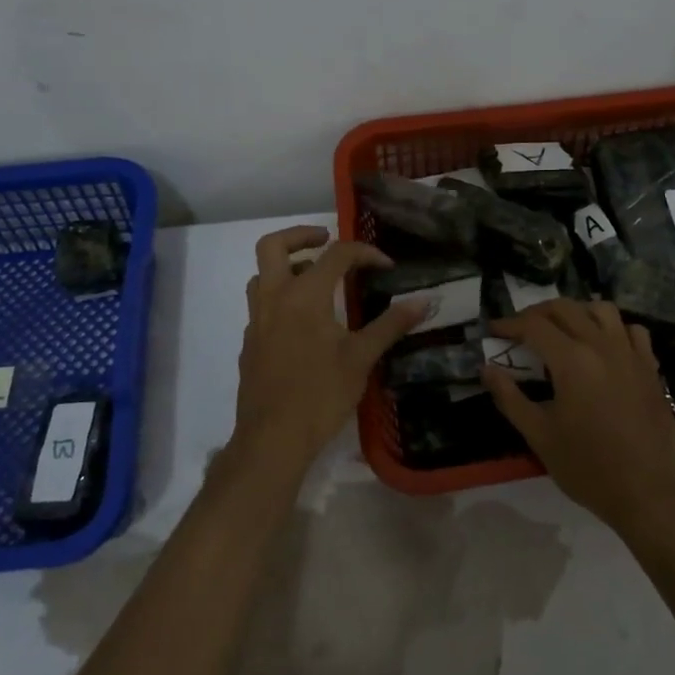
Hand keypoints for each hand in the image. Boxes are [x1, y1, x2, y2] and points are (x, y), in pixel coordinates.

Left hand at [234, 227, 426, 469]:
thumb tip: (424, 300)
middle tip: (326, 240)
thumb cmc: (320, 395)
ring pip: (262, 274)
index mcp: (304, 296)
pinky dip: (280, 296)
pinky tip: (304, 323)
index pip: (335, 255)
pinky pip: (261, 304)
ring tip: (315, 278)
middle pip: (274, 245)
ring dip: (286, 265)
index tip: (386, 266)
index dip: (364, 253)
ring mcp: (257, 321)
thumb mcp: (362, 358)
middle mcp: (274, 298)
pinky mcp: (250, 343)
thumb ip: (391, 324)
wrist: (272, 439)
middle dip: (301, 235)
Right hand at [482, 300, 674, 538]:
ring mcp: (630, 354)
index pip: (534, 325)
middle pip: (565, 308)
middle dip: (538, 312)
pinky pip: (632, 331)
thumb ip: (510, 398)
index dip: (509, 324)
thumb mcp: (539, 436)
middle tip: (521, 329)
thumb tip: (487, 369)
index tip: (494, 330)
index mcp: (572, 360)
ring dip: (577, 312)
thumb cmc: (588, 467)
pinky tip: (604, 346)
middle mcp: (601, 346)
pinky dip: (614, 328)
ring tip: (563, 330)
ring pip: (602, 309)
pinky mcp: (650, 368)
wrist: (647, 494)